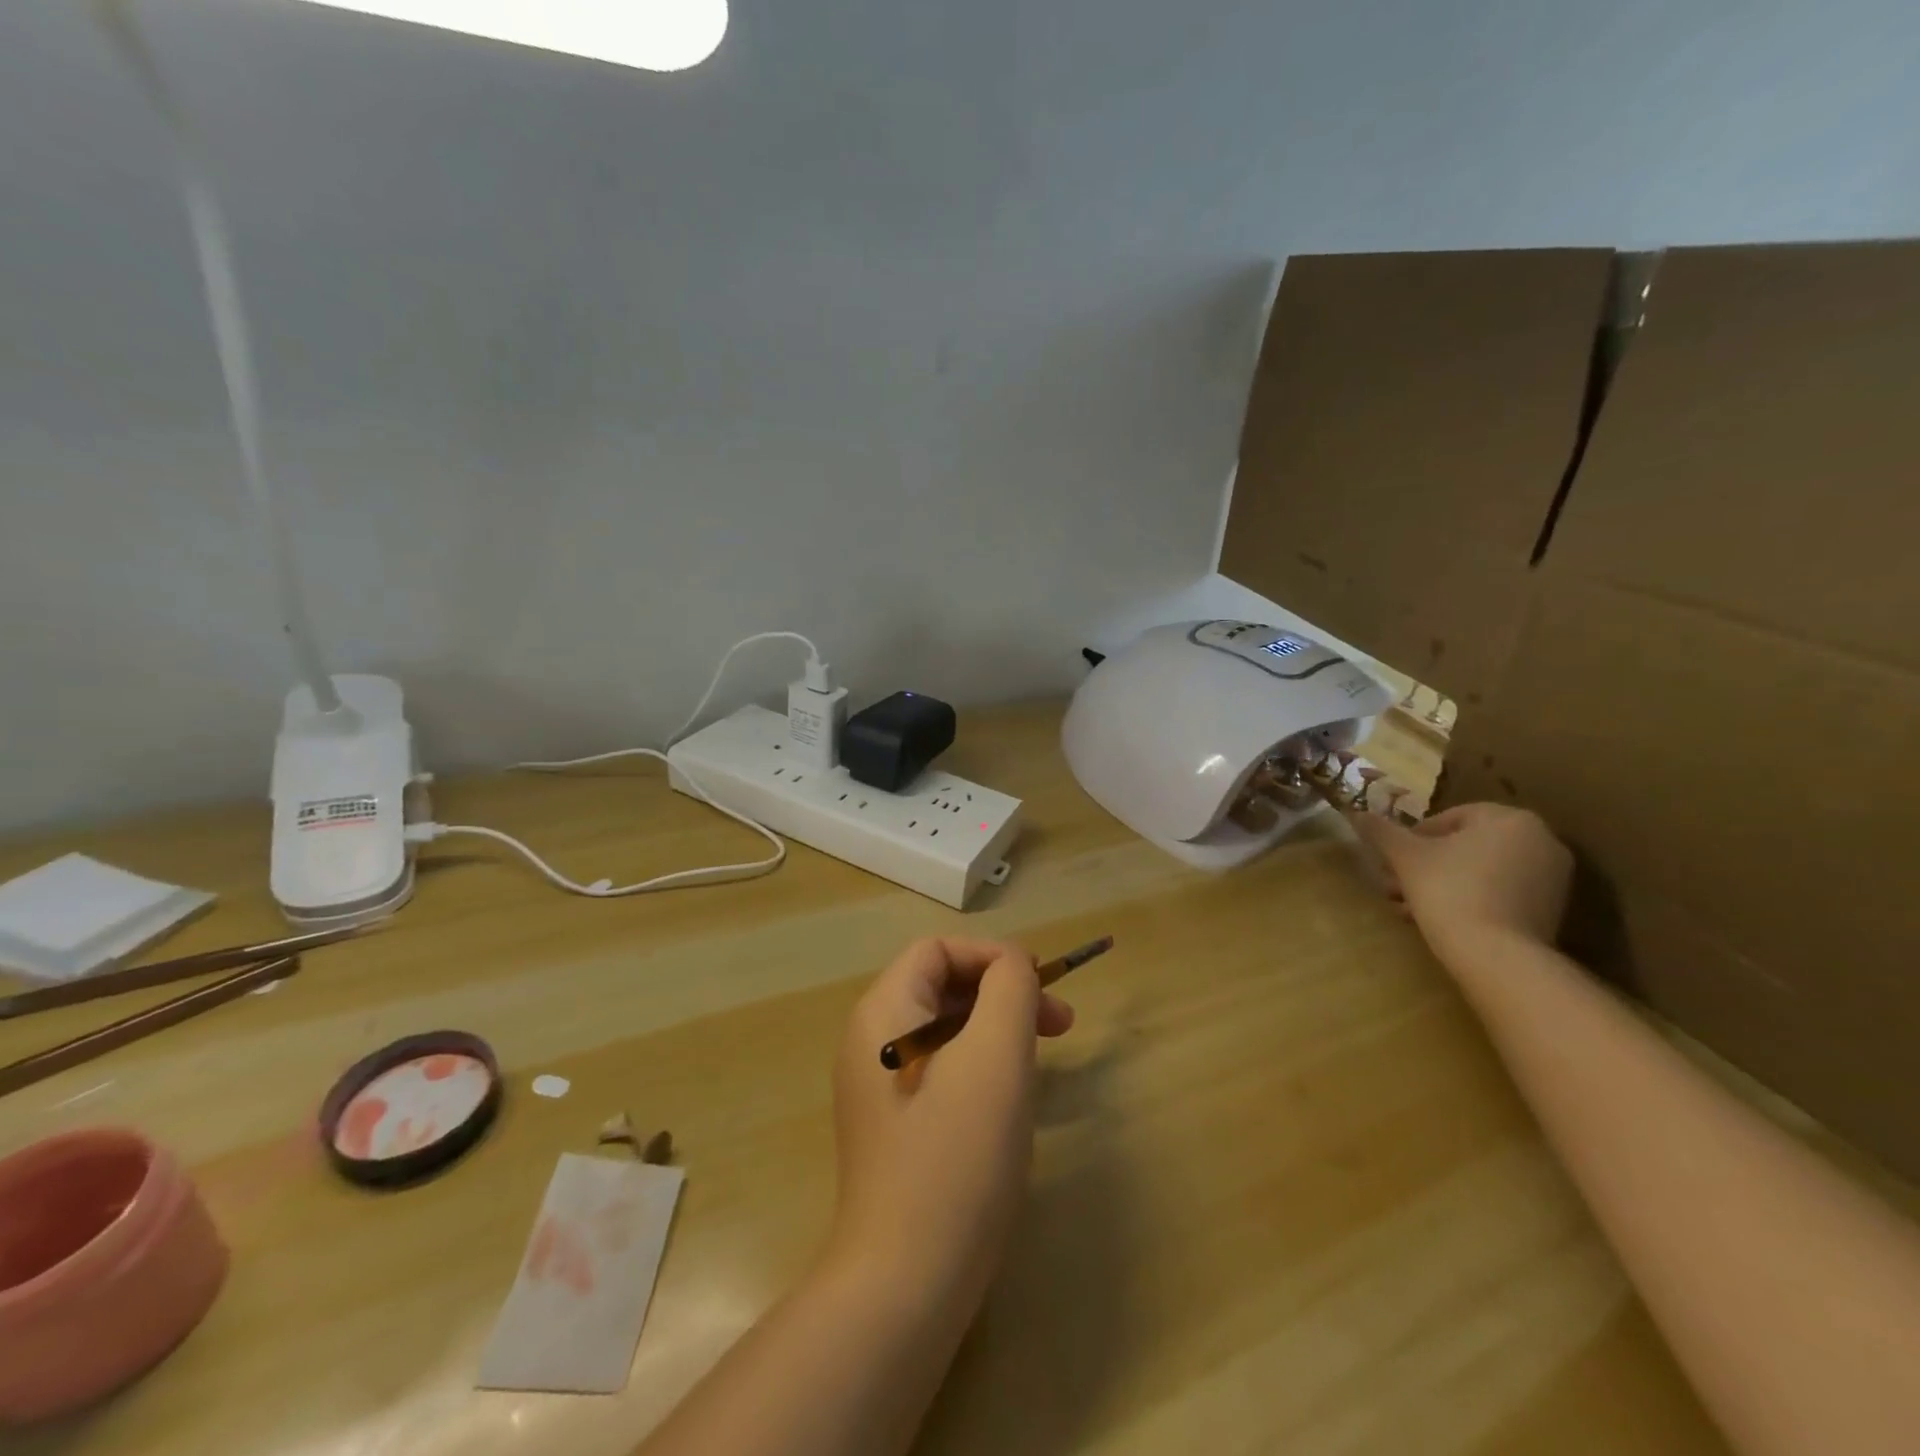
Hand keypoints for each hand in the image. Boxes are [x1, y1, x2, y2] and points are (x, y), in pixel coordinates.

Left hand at [826, 939, 1073, 1312]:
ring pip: (947, 1030)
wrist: (906, 1281)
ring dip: (997, 1030)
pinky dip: (980, 1066)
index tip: (1041, 987)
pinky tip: (1009, 1100)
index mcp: (884, 1013)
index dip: (993, 956)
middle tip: (1061, 1025)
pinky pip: (941, 1070)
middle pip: (942, 987)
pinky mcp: (894, 1125)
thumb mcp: (996, 1055)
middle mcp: (871, 1040)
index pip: (939, 950)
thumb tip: (1013, 965)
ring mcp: (878, 1086)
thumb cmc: (956, 1154)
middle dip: (1003, 994)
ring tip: (1041, 1062)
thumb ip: (1009, 989)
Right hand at [1352, 803, 1572, 965]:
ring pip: (1480, 872)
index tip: (1393, 862)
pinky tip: (1439, 921)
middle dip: (1425, 866)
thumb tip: (1357, 813)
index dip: (1413, 839)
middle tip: (1395, 886)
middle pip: (1464, 846)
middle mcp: (1541, 840)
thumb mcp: (1405, 856)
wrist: (1497, 956)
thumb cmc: (1449, 891)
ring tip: (1409, 909)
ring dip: (1441, 884)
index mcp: (1509, 818)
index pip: (1449, 818)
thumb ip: (1382, 831)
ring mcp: (1553, 877)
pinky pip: (1500, 894)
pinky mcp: (1553, 910)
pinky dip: (1470, 901)